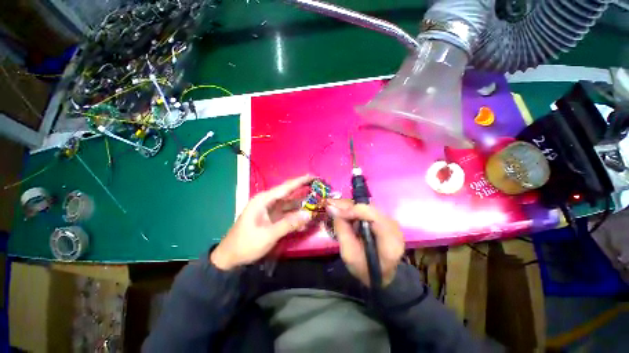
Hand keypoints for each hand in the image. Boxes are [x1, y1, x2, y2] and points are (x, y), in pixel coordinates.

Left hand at [211, 175, 314, 269]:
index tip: (313, 176)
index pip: (285, 187)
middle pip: (289, 194)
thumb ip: (289, 223)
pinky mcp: (272, 218)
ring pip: (289, 205)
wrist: (230, 257)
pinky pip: (287, 214)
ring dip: (302, 205)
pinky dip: (296, 216)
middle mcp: (268, 202)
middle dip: (303, 192)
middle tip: (318, 189)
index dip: (300, 181)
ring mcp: (270, 211)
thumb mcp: (268, 234)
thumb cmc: (246, 243)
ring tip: (317, 204)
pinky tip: (306, 220)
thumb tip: (308, 214)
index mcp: (263, 200)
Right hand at [327, 199, 403, 286]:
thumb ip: (342, 230)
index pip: (374, 216)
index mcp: (390, 242)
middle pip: (371, 209)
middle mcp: (395, 228)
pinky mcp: (387, 221)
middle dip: (350, 207)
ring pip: (369, 207)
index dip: (354, 210)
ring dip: (352, 208)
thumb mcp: (348, 254)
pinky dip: (357, 211)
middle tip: (333, 207)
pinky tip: (347, 214)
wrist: (380, 276)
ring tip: (337, 210)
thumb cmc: (364, 269)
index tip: (337, 211)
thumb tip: (332, 208)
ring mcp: (392, 223)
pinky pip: (370, 210)